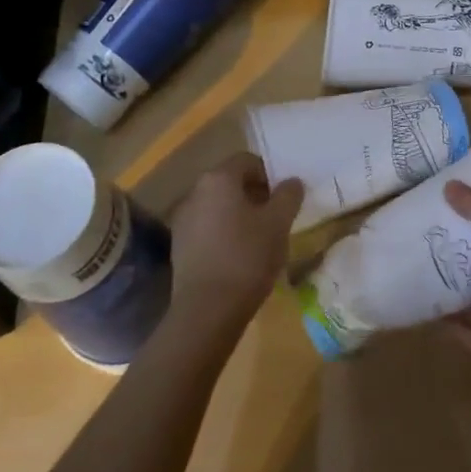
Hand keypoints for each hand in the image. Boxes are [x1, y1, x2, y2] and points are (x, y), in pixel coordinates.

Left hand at [167, 153, 302, 332]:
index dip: (270, 174)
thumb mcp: (279, 223)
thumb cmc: (247, 257)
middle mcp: (195, 192)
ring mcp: (183, 220)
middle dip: (255, 195)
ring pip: (218, 207)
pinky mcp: (179, 246)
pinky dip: (224, 234)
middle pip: (230, 183)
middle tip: (276, 217)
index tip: (285, 197)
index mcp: (218, 179)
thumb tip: (292, 181)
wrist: (207, 310)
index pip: (247, 161)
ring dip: (239, 215)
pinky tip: (239, 257)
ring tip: (260, 240)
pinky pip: (207, 229)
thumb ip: (288, 196)